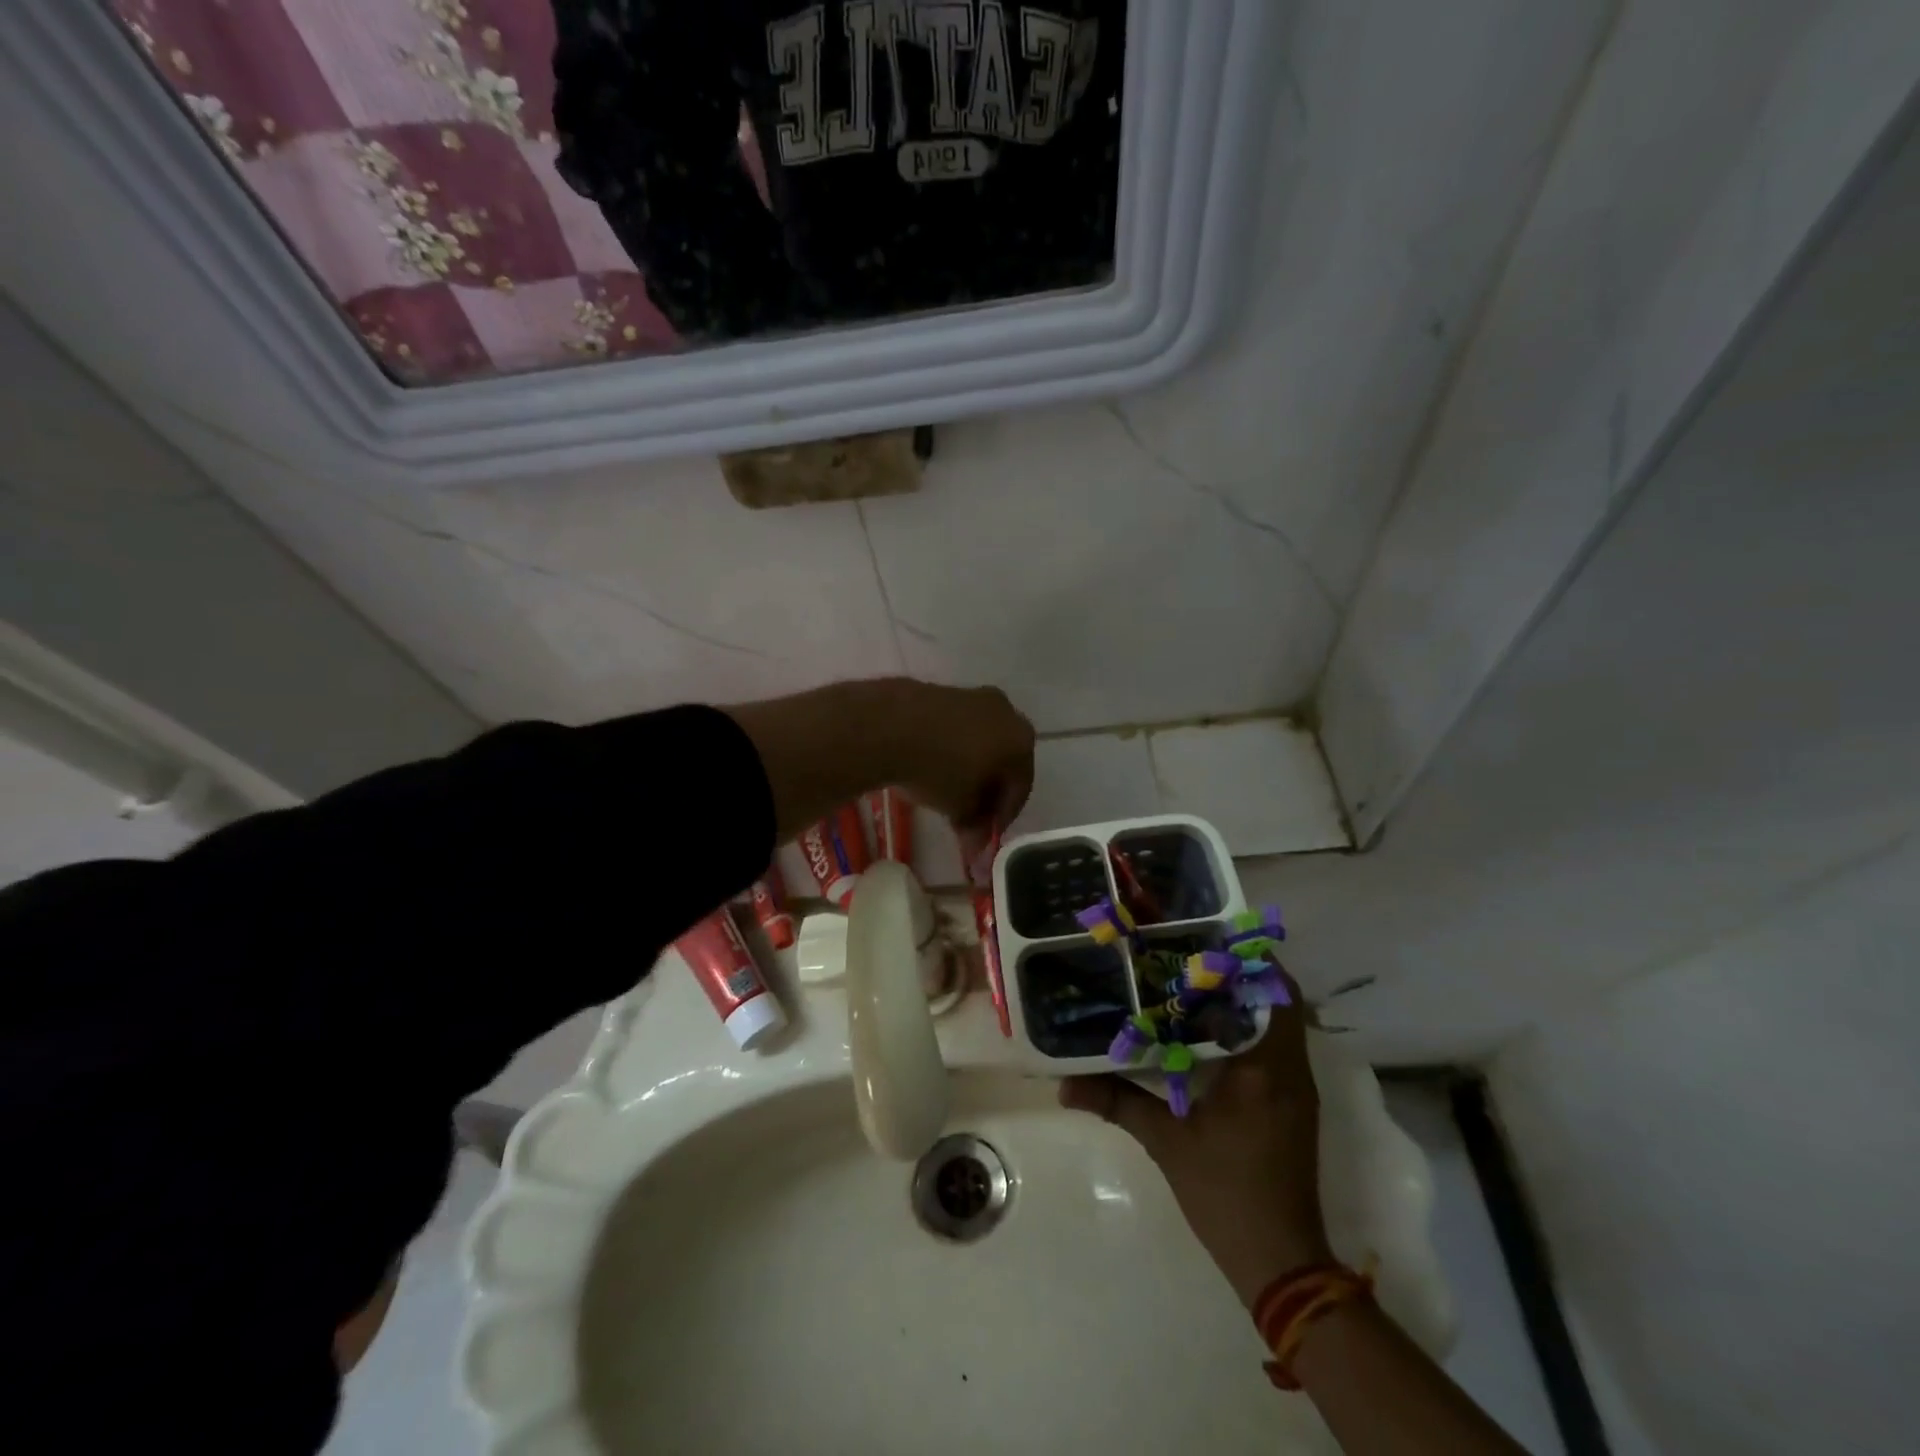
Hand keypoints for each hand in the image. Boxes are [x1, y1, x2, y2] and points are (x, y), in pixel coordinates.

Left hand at [884, 682, 1034, 874]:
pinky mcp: (944, 691)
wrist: (890, 725)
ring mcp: (974, 697)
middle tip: (970, 815)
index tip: (986, 834)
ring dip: (970, 768)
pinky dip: (952, 748)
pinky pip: (957, 728)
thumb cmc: (938, 770)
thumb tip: (977, 844)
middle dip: (988, 790)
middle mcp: (1007, 713)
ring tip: (948, 792)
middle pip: (1003, 761)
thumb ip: (974, 825)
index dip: (1003, 815)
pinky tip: (932, 765)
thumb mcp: (959, 807)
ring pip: (980, 742)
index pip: (1020, 787)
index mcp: (1021, 741)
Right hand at [1060, 973, 1330, 1307]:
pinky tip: (1206, 1031)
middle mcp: (1290, 1069)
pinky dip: (1248, 1028)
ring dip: (1246, 1000)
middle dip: (1240, 973)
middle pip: (1280, 999)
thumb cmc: (1226, 1194)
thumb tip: (1064, 1084)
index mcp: (1266, 1067)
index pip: (1274, 992)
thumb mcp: (1166, 1143)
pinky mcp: (1292, 1104)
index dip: (1246, 960)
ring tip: (1193, 982)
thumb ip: (1117, 1101)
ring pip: (1280, 1022)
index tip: (1206, 939)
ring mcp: (1296, 1088)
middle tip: (1191, 955)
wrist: (1280, 1261)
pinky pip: (1277, 1047)